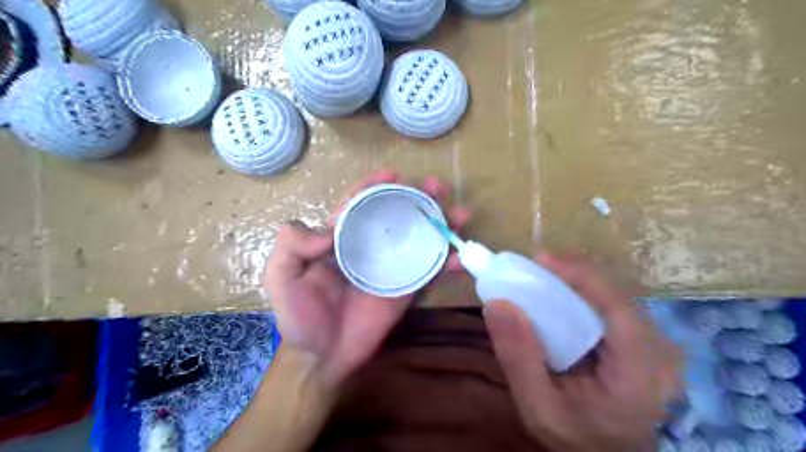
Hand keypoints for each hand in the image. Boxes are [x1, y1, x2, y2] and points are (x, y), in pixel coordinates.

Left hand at [266, 170, 469, 385]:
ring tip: (459, 213)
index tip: (394, 175)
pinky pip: (429, 270)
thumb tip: (328, 231)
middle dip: (417, 196)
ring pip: (418, 236)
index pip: (359, 202)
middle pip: (396, 213)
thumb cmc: (300, 318)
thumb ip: (291, 247)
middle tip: (437, 187)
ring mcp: (391, 266)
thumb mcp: (281, 279)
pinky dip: (446, 262)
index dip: (374, 185)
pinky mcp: (406, 287)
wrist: (324, 358)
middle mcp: (369, 245)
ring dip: (440, 222)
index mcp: (340, 238)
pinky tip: (461, 256)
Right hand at [484, 254, 677, 451]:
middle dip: (571, 274)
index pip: (617, 307)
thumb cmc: (577, 437)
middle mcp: (658, 351)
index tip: (540, 258)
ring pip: (613, 294)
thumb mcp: (538, 408)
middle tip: (530, 269)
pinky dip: (579, 293)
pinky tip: (556, 295)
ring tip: (539, 277)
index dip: (581, 275)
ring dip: (574, 281)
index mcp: (640, 372)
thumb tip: (497, 304)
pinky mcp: (642, 339)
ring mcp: (655, 343)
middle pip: (615, 294)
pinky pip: (609, 303)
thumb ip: (518, 358)